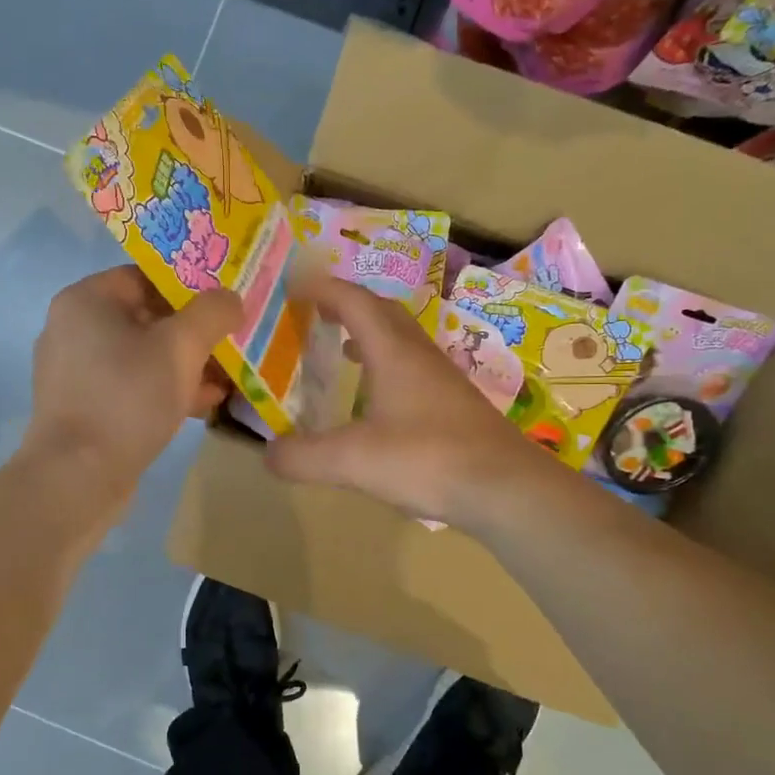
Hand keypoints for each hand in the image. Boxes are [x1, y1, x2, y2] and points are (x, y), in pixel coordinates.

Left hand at [25, 266, 242, 494]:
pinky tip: (202, 404)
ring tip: (226, 380)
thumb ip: (212, 313)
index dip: (190, 287)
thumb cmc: (127, 398)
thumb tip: (231, 298)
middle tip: (232, 344)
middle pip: (147, 318)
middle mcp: (73, 330)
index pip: (145, 277)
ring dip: (185, 366)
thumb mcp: (181, 348)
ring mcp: (75, 373)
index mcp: (86, 301)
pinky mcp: (83, 408)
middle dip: (194, 334)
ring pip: (143, 356)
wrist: (78, 478)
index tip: (224, 305)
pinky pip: (131, 386)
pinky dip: (164, 390)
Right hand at [266, 273, 557, 529]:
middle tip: (317, 313)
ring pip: (402, 340)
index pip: (354, 302)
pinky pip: (414, 368)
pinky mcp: (455, 404)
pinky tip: (380, 400)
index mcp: (393, 352)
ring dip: (370, 335)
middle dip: (347, 305)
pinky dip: (387, 366)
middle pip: (382, 312)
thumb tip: (268, 455)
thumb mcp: (352, 461)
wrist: (505, 487)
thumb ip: (304, 457)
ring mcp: (443, 379)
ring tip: (343, 350)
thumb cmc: (426, 460)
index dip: (323, 289)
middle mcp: (419, 355)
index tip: (294, 286)